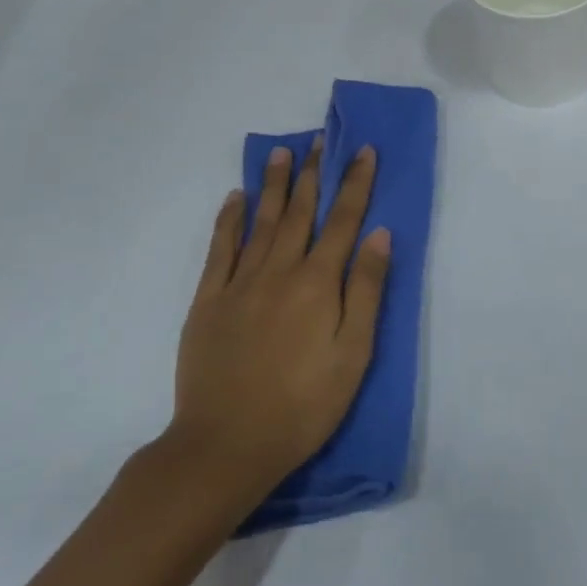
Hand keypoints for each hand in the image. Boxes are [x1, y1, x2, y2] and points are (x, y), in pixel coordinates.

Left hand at [169, 142, 390, 495]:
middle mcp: (279, 271)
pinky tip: (236, 198)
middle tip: (318, 139)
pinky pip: (220, 249)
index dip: (355, 183)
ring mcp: (239, 283)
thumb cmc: (303, 405)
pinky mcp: (208, 301)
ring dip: (274, 184)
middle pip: (300, 211)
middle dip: (313, 173)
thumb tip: (378, 233)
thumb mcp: (353, 354)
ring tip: (281, 152)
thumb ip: (366, 290)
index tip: (362, 150)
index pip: (343, 220)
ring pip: (261, 221)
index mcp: (317, 283)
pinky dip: (229, 220)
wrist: (226, 445)